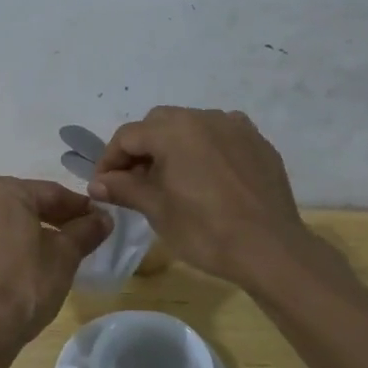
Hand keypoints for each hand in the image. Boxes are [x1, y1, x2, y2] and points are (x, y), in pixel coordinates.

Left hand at [0, 177, 111, 353]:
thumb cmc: (27, 285)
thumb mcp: (65, 256)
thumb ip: (85, 230)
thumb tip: (104, 217)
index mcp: (6, 190)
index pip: (51, 194)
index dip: (77, 208)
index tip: (96, 219)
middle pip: (19, 202)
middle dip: (44, 216)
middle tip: (70, 235)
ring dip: (5, 223)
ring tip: (27, 246)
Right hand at [89, 107, 305, 283]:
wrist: (271, 249)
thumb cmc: (205, 230)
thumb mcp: (157, 210)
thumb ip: (124, 188)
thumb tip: (97, 182)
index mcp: (175, 130)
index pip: (128, 135)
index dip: (109, 159)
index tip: (104, 185)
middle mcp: (204, 118)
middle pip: (159, 124)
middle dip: (141, 148)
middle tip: (134, 181)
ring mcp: (236, 127)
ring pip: (191, 127)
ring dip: (174, 146)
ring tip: (172, 180)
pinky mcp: (258, 143)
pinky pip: (221, 137)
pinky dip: (205, 150)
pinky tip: (207, 179)